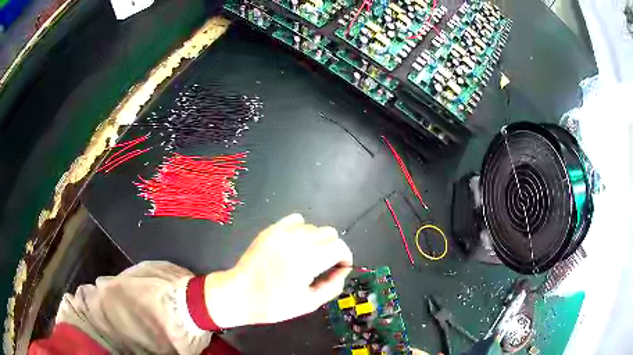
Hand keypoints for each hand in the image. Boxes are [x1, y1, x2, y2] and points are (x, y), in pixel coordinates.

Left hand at [204, 214, 352, 327]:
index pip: (340, 247)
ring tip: (307, 257)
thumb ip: (332, 286)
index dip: (345, 257)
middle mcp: (298, 240)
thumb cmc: (274, 304)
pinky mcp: (271, 230)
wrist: (239, 294)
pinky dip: (301, 229)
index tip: (340, 268)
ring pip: (313, 227)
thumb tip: (343, 271)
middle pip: (329, 233)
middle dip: (333, 248)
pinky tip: (295, 244)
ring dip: (317, 240)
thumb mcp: (309, 303)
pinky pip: (295, 220)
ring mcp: (283, 232)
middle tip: (324, 265)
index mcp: (309, 259)